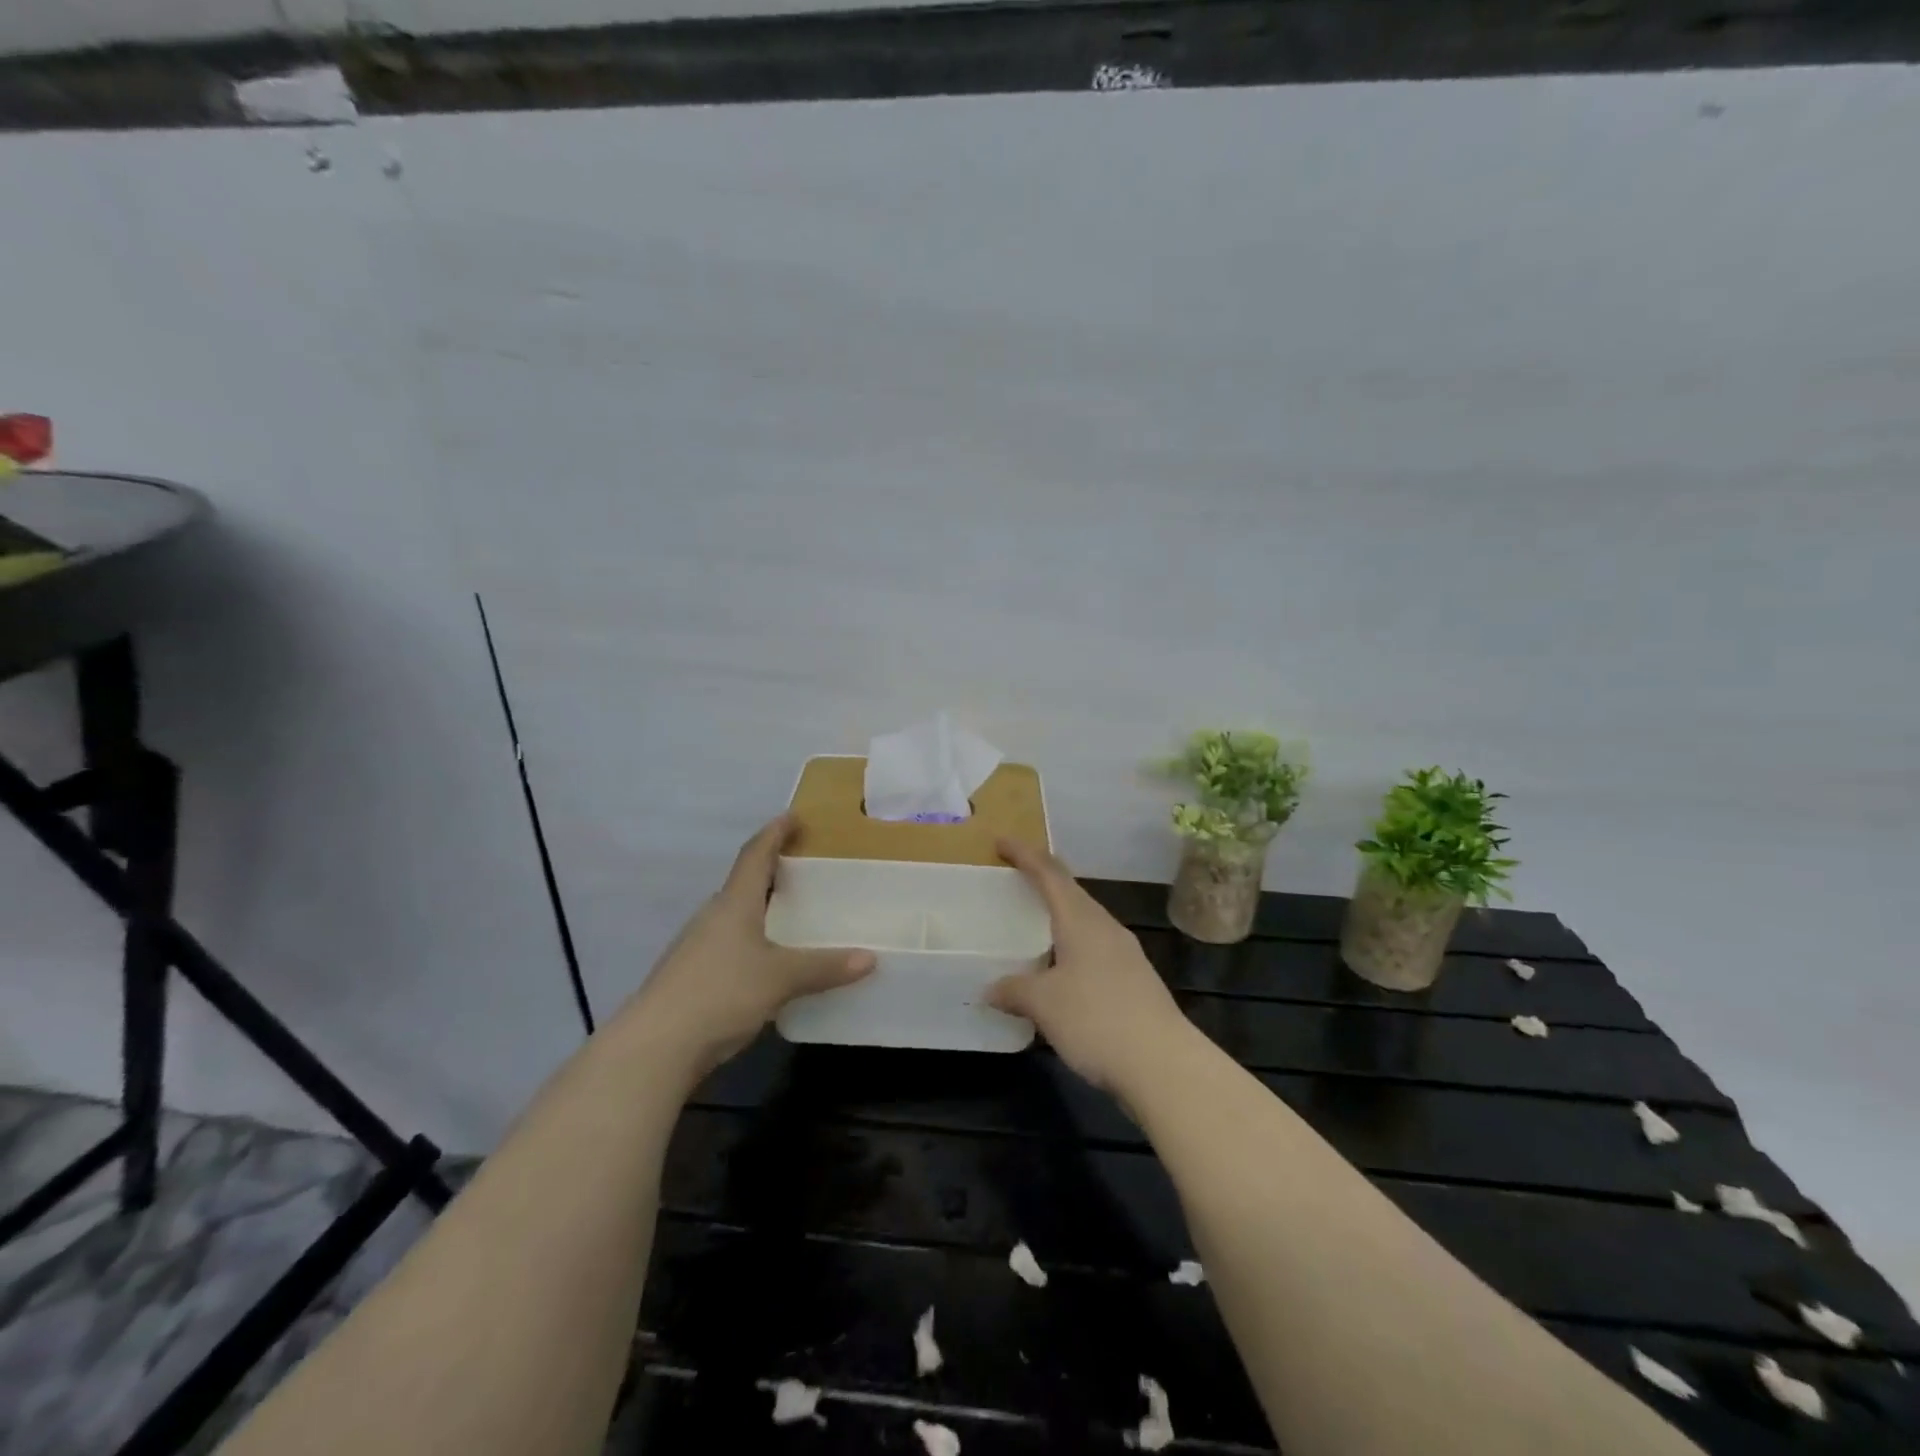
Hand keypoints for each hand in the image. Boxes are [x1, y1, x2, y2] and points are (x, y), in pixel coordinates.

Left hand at [623, 816, 873, 1078]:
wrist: (655, 1047)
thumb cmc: (720, 993)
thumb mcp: (780, 978)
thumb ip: (824, 967)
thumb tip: (870, 958)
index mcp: (734, 903)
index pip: (755, 854)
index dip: (775, 832)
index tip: (794, 817)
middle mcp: (713, 916)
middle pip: (744, 884)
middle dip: (772, 873)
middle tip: (806, 872)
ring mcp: (698, 947)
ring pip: (736, 917)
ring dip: (762, 910)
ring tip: (794, 917)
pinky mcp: (693, 976)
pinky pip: (731, 945)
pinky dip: (754, 942)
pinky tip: (770, 963)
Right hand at [986, 838, 1189, 1095]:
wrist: (1164, 1065)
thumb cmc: (1097, 1020)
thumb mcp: (1044, 1004)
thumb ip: (1014, 990)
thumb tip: (990, 989)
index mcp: (1082, 921)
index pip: (1050, 874)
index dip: (1025, 855)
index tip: (1001, 842)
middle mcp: (1106, 928)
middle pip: (1071, 892)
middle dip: (1044, 880)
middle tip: (1016, 879)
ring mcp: (1125, 954)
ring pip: (1086, 921)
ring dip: (1060, 915)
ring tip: (1035, 924)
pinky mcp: (1135, 981)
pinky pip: (1095, 948)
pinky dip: (1072, 947)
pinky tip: (1062, 971)